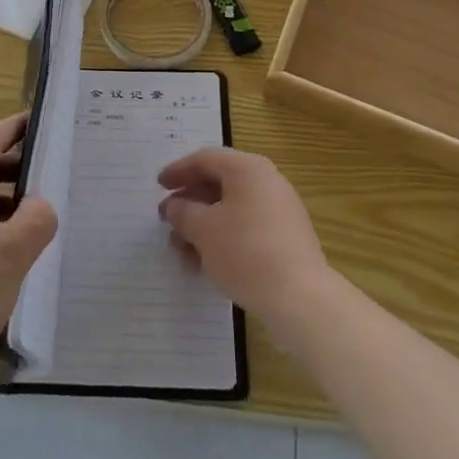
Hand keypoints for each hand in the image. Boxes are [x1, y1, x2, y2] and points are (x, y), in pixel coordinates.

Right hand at [158, 147, 331, 328]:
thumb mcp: (203, 230)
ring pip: (231, 209)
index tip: (158, 186)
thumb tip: (174, 206)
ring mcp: (280, 211)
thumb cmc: (245, 252)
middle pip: (219, 183)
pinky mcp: (286, 239)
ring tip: (180, 249)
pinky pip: (246, 228)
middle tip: (166, 219)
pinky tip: (205, 263)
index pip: (206, 159)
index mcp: (248, 169)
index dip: (178, 170)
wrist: (300, 299)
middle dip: (189, 202)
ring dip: (203, 225)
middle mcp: (267, 182)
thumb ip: (183, 212)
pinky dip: (223, 238)